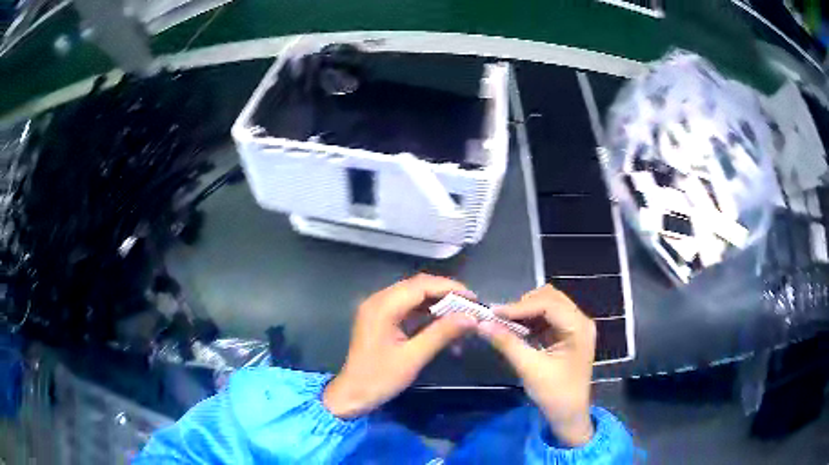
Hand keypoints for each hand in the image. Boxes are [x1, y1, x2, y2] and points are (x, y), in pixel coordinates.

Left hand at [323, 274, 477, 418]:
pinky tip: (444, 325)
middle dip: (446, 294)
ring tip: (462, 316)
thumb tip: (471, 317)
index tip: (474, 299)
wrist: (352, 394)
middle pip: (418, 286)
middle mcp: (379, 300)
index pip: (421, 285)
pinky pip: (408, 308)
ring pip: (415, 296)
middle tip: (471, 307)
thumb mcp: (413, 357)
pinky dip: (427, 314)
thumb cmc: (380, 378)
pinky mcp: (381, 318)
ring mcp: (379, 308)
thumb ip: (442, 333)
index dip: (450, 288)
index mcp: (383, 306)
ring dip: (438, 304)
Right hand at [478, 285, 595, 446]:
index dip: (520, 306)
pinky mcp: (567, 334)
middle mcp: (580, 321)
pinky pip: (547, 317)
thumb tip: (482, 324)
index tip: (493, 313)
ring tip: (504, 322)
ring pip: (548, 304)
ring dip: (526, 311)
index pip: (548, 304)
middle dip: (524, 305)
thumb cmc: (554, 393)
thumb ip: (507, 343)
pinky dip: (530, 320)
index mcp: (578, 327)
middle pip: (550, 298)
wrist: (569, 414)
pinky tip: (515, 328)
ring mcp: (574, 326)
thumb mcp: (529, 368)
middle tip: (499, 318)